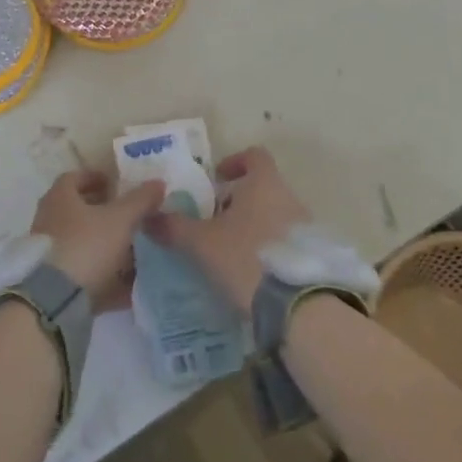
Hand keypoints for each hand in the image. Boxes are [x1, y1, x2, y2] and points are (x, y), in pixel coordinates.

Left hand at [31, 171, 164, 308]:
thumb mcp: (121, 219)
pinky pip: (84, 274)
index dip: (95, 177)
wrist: (56, 299)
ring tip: (134, 250)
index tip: (116, 183)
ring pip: (82, 244)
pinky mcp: (55, 283)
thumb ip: (140, 200)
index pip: (74, 178)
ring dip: (106, 245)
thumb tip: (158, 182)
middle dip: (104, 212)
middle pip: (78, 211)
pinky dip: (105, 277)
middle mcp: (50, 221)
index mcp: (60, 198)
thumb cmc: (87, 245)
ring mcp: (50, 254)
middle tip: (128, 215)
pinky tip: (129, 286)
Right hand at [143, 146, 307, 314]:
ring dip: (253, 225)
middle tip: (214, 221)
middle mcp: (289, 198)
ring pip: (275, 215)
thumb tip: (148, 217)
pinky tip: (251, 272)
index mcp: (264, 184)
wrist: (299, 305)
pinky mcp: (313, 256)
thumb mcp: (202, 243)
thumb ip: (175, 227)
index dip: (234, 162)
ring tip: (230, 250)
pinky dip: (268, 248)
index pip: (254, 156)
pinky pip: (286, 241)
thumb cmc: (246, 257)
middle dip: (239, 201)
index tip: (217, 179)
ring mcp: (306, 227)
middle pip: (263, 187)